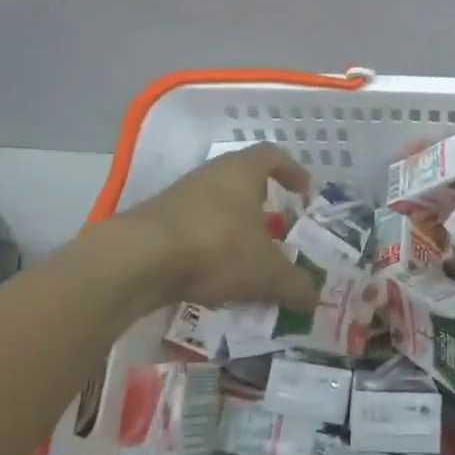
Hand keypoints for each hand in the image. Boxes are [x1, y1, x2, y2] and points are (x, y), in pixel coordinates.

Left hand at [117, 144, 319, 312]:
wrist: (139, 259)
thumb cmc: (216, 247)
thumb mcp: (266, 271)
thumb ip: (294, 284)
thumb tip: (315, 299)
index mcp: (242, 170)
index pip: (272, 156)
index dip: (291, 170)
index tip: (304, 191)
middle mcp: (211, 174)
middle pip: (242, 179)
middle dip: (261, 202)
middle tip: (277, 227)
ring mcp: (180, 196)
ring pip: (216, 204)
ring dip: (232, 226)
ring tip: (246, 256)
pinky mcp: (156, 221)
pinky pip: (192, 228)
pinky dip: (207, 245)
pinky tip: (212, 273)